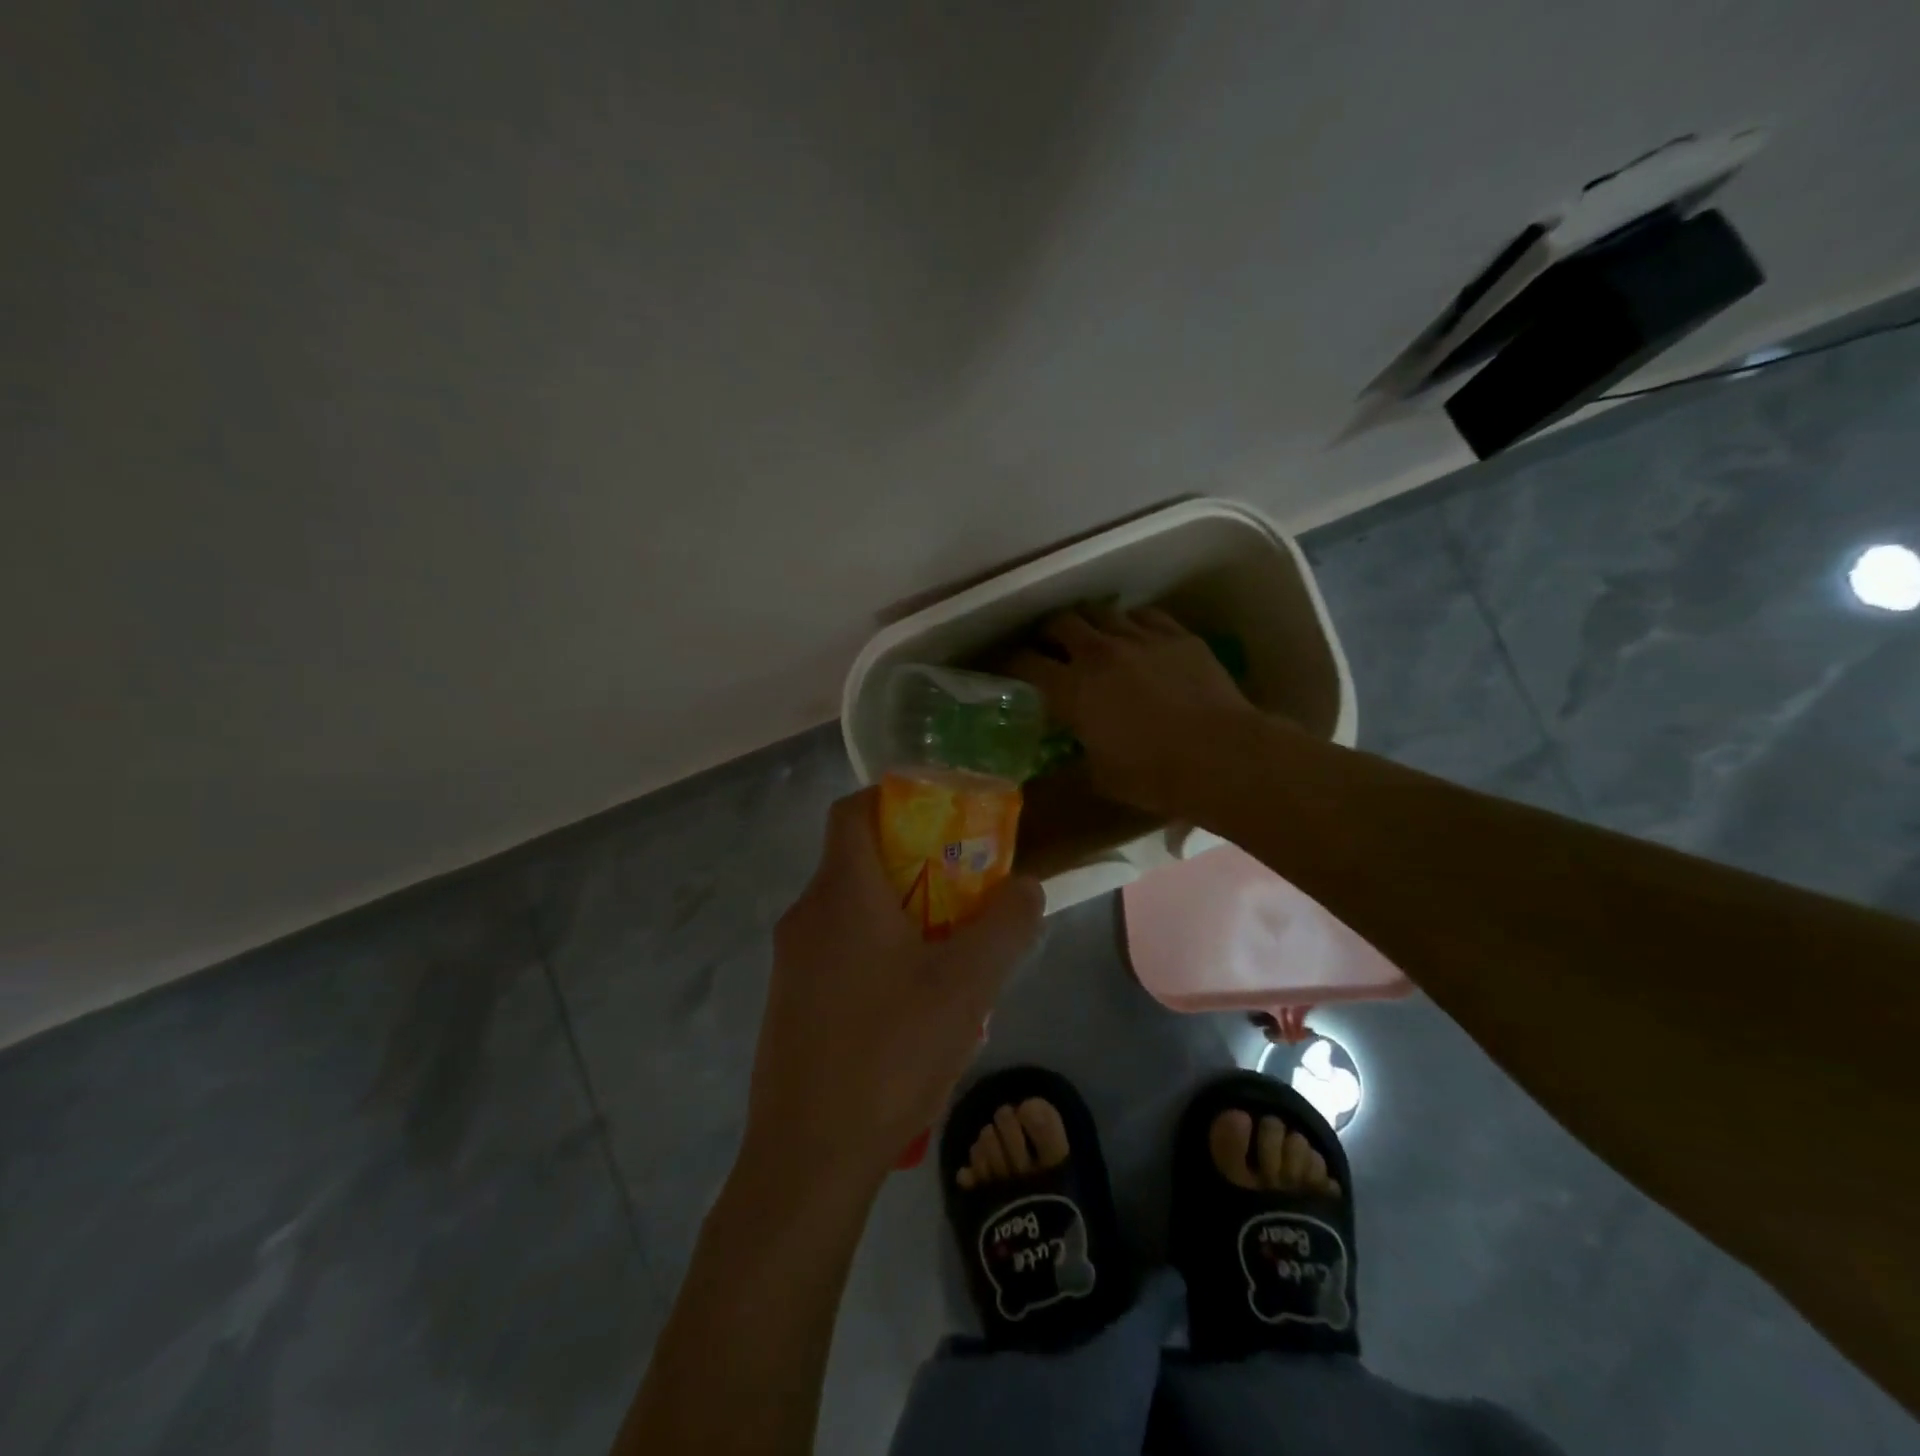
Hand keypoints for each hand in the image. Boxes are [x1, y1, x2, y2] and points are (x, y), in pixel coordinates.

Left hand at [743, 790, 1044, 1192]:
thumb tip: (1026, 886)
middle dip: (916, 866)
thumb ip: (1006, 925)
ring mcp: (791, 961)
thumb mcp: (968, 985)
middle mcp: (807, 914)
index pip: (853, 810)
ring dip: (902, 916)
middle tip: (965, 893)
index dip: (895, 798)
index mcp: (842, 893)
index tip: (941, 817)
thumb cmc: (890, 1052)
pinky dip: (878, 953)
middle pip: (859, 860)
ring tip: (950, 957)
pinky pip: (839, 952)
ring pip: (853, 911)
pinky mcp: (790, 1001)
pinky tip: (914, 1008)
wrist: (808, 1156)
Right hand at [1008, 606, 1264, 816]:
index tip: (1004, 669)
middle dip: (1047, 633)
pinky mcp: (1176, 636)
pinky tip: (1133, 636)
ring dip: (1088, 624)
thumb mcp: (1098, 776)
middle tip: (1048, 648)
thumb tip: (1067, 751)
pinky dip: (1129, 623)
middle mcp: (1099, 653)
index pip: (1024, 663)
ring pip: (1101, 612)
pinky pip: (1143, 615)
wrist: (1221, 757)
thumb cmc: (1153, 775)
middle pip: (1060, 623)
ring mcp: (1140, 638)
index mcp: (1072, 689)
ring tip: (1090, 638)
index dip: (1008, 663)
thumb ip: (1076, 754)